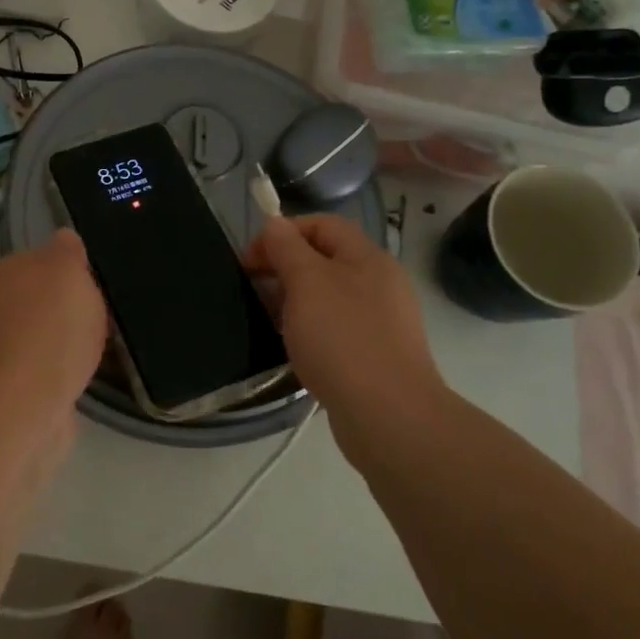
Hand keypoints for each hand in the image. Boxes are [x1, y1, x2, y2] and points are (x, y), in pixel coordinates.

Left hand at [0, 229, 107, 414]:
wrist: (26, 402)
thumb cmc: (51, 328)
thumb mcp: (68, 270)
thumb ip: (66, 250)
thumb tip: (63, 239)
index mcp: (2, 272)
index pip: (39, 259)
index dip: (70, 271)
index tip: (94, 286)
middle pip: (38, 297)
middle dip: (65, 306)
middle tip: (99, 317)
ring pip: (39, 331)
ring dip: (62, 339)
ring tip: (94, 348)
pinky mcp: (7, 382)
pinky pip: (41, 364)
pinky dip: (58, 367)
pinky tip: (78, 373)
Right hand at [248, 214, 449, 461]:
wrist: (389, 415)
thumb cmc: (342, 339)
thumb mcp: (306, 282)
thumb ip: (287, 248)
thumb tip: (275, 223)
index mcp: (367, 257)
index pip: (322, 224)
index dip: (283, 232)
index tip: (251, 260)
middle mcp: (380, 283)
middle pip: (325, 259)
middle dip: (285, 267)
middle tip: (254, 290)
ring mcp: (381, 321)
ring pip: (328, 296)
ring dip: (295, 301)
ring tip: (270, 321)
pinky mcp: (376, 354)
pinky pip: (336, 328)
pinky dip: (311, 330)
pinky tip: (296, 349)